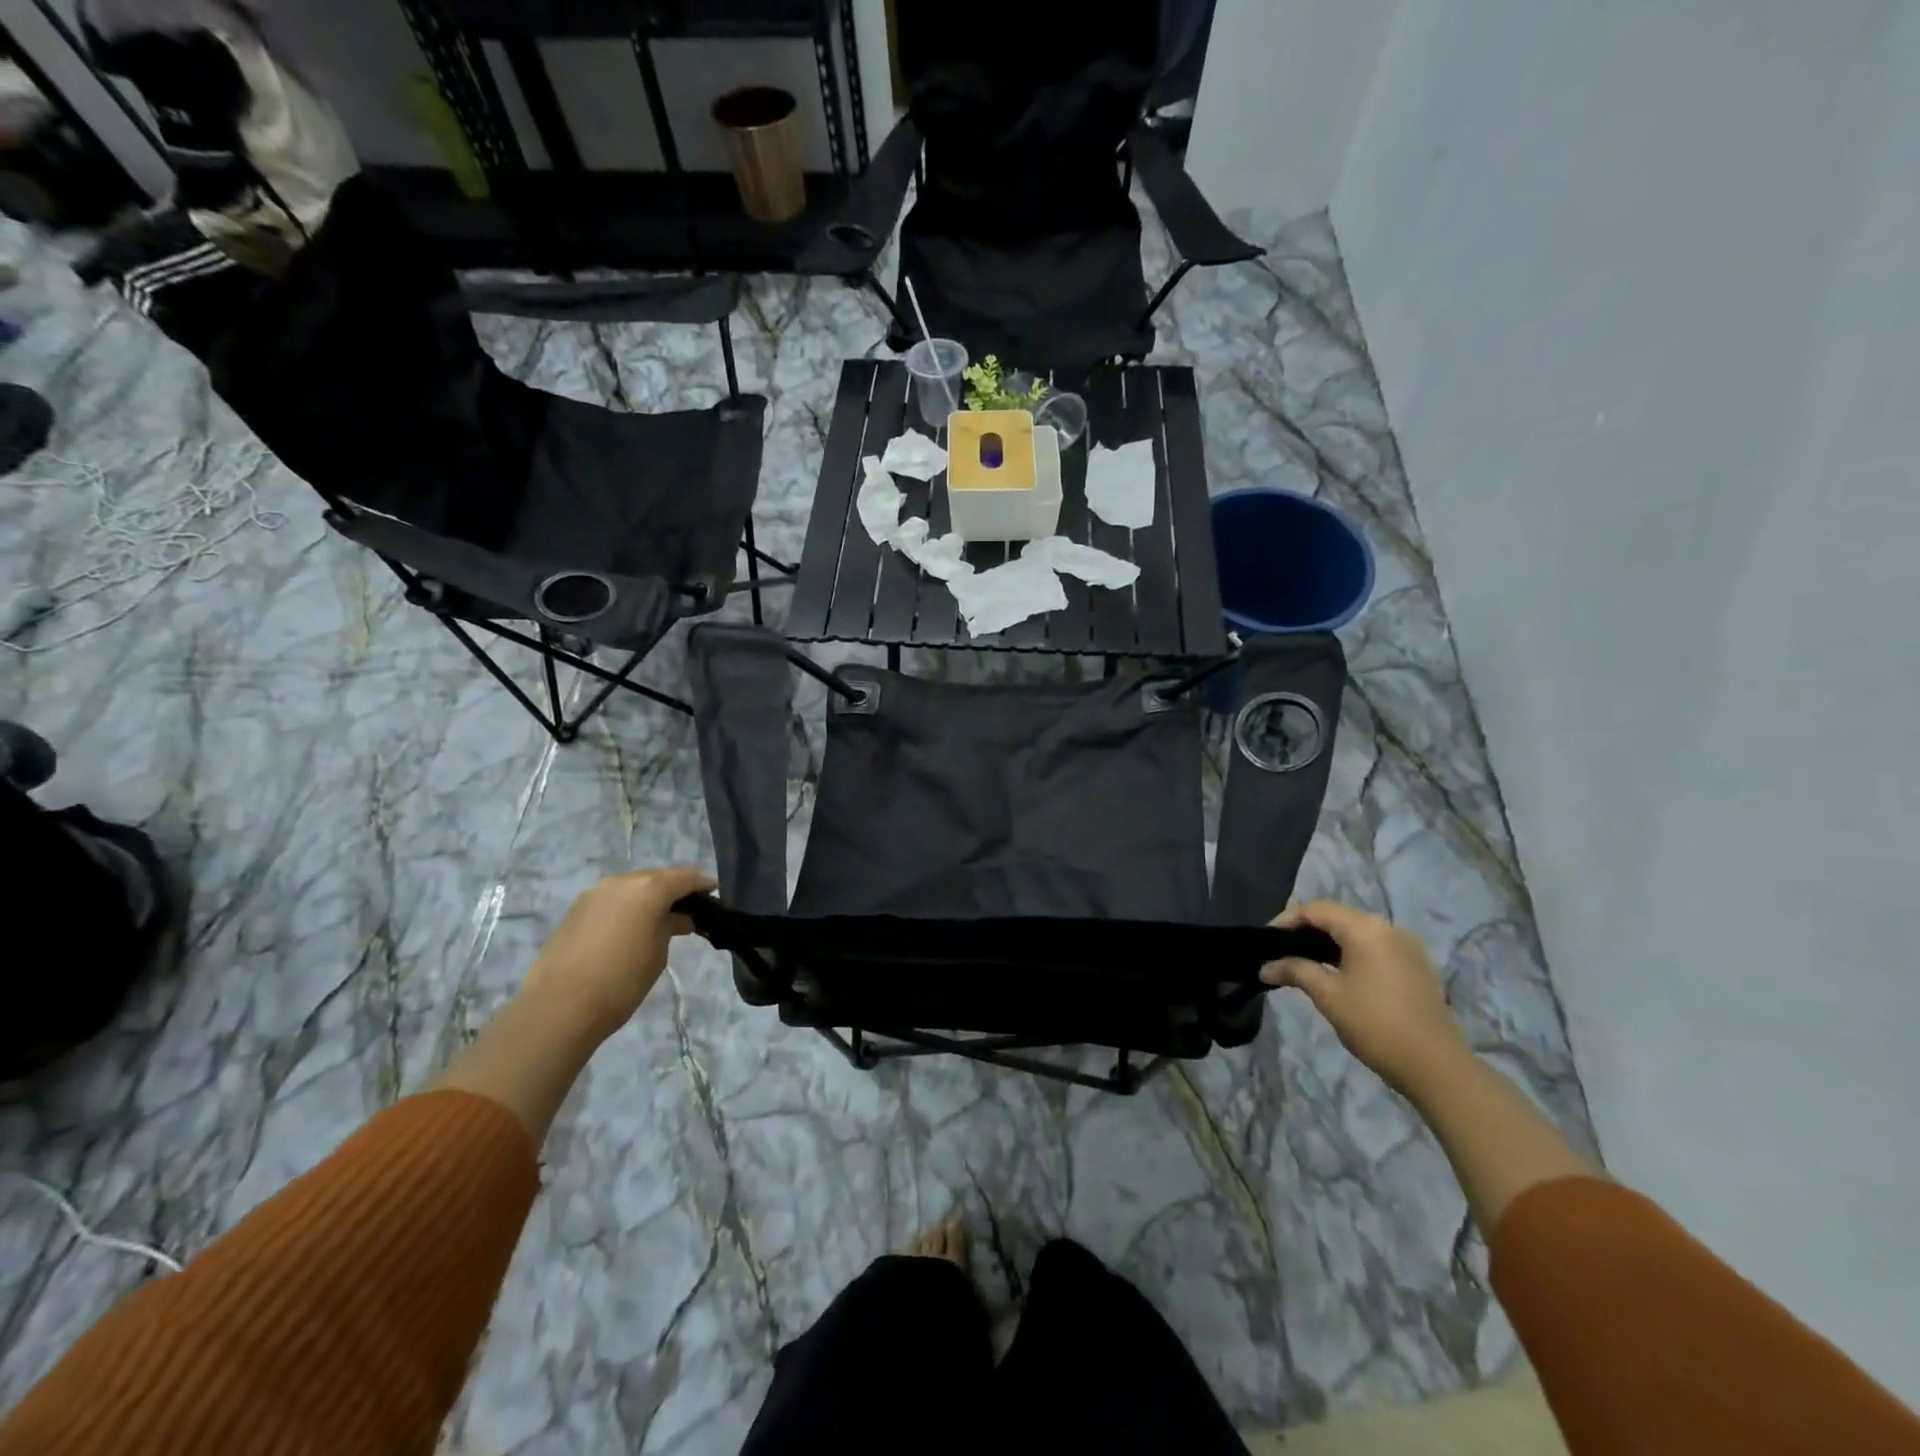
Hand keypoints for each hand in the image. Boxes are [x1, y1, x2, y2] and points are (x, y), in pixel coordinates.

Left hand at [522, 866, 714, 1041]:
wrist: (558, 1007)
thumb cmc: (622, 980)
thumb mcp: (658, 953)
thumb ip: (671, 927)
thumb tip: (678, 918)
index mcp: (648, 888)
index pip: (685, 877)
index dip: (703, 885)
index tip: (715, 896)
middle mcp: (621, 882)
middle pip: (657, 877)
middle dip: (675, 890)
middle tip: (690, 910)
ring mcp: (594, 894)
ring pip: (632, 887)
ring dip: (649, 898)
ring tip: (661, 920)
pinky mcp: (575, 910)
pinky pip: (612, 900)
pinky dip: (628, 907)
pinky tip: (632, 927)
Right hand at [1261, 900, 1470, 1095]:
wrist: (1436, 1066)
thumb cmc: (1375, 1024)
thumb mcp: (1327, 995)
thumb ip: (1295, 971)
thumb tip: (1265, 967)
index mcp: (1365, 928)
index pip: (1316, 910)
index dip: (1286, 920)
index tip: (1266, 941)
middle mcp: (1388, 928)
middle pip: (1338, 917)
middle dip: (1307, 931)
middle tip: (1281, 952)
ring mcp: (1407, 946)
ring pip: (1358, 933)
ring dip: (1329, 943)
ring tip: (1305, 963)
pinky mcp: (1417, 966)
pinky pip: (1376, 948)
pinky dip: (1352, 953)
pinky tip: (1339, 974)